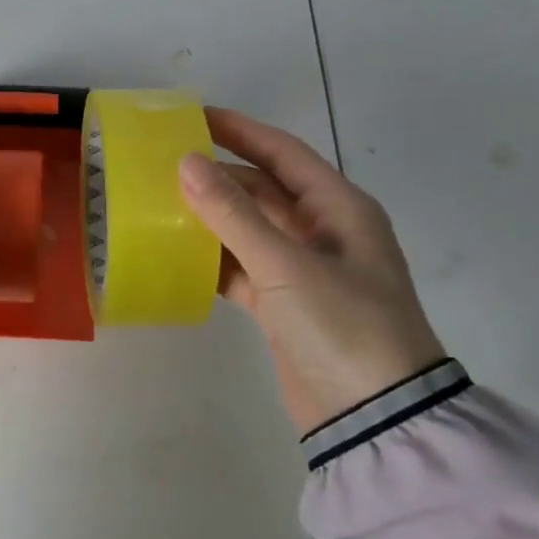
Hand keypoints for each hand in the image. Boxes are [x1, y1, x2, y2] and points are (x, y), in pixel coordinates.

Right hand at [179, 108, 445, 433]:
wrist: (377, 422)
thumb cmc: (342, 325)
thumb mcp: (285, 264)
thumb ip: (232, 212)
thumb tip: (186, 162)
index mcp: (339, 208)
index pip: (283, 152)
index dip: (240, 129)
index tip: (194, 116)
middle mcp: (324, 232)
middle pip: (263, 189)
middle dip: (219, 175)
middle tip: (166, 162)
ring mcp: (305, 271)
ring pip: (249, 228)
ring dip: (211, 217)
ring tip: (161, 202)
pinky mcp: (286, 306)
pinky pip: (243, 268)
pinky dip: (214, 260)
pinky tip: (177, 254)